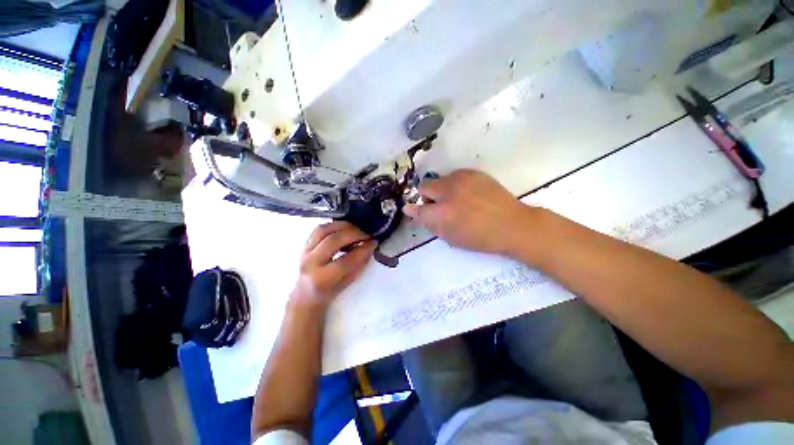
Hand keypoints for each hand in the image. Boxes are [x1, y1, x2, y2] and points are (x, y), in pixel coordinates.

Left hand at [291, 222, 376, 308]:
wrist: (302, 297)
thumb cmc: (326, 294)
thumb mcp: (345, 285)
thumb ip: (357, 266)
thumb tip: (369, 248)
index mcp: (322, 279)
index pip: (346, 260)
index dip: (363, 249)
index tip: (374, 242)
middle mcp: (310, 263)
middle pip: (333, 240)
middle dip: (353, 233)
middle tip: (366, 234)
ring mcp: (304, 252)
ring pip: (323, 230)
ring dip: (342, 225)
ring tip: (355, 228)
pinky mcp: (304, 245)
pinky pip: (318, 230)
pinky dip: (332, 226)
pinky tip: (343, 228)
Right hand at [403, 169, 530, 255]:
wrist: (513, 225)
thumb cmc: (480, 238)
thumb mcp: (451, 238)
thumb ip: (430, 224)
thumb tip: (414, 212)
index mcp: (442, 213)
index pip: (417, 208)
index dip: (413, 210)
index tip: (413, 211)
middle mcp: (448, 191)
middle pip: (424, 186)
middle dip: (427, 197)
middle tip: (439, 207)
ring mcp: (461, 178)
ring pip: (439, 179)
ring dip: (441, 190)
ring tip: (457, 200)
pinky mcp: (473, 172)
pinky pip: (454, 176)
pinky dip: (455, 185)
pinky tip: (468, 194)